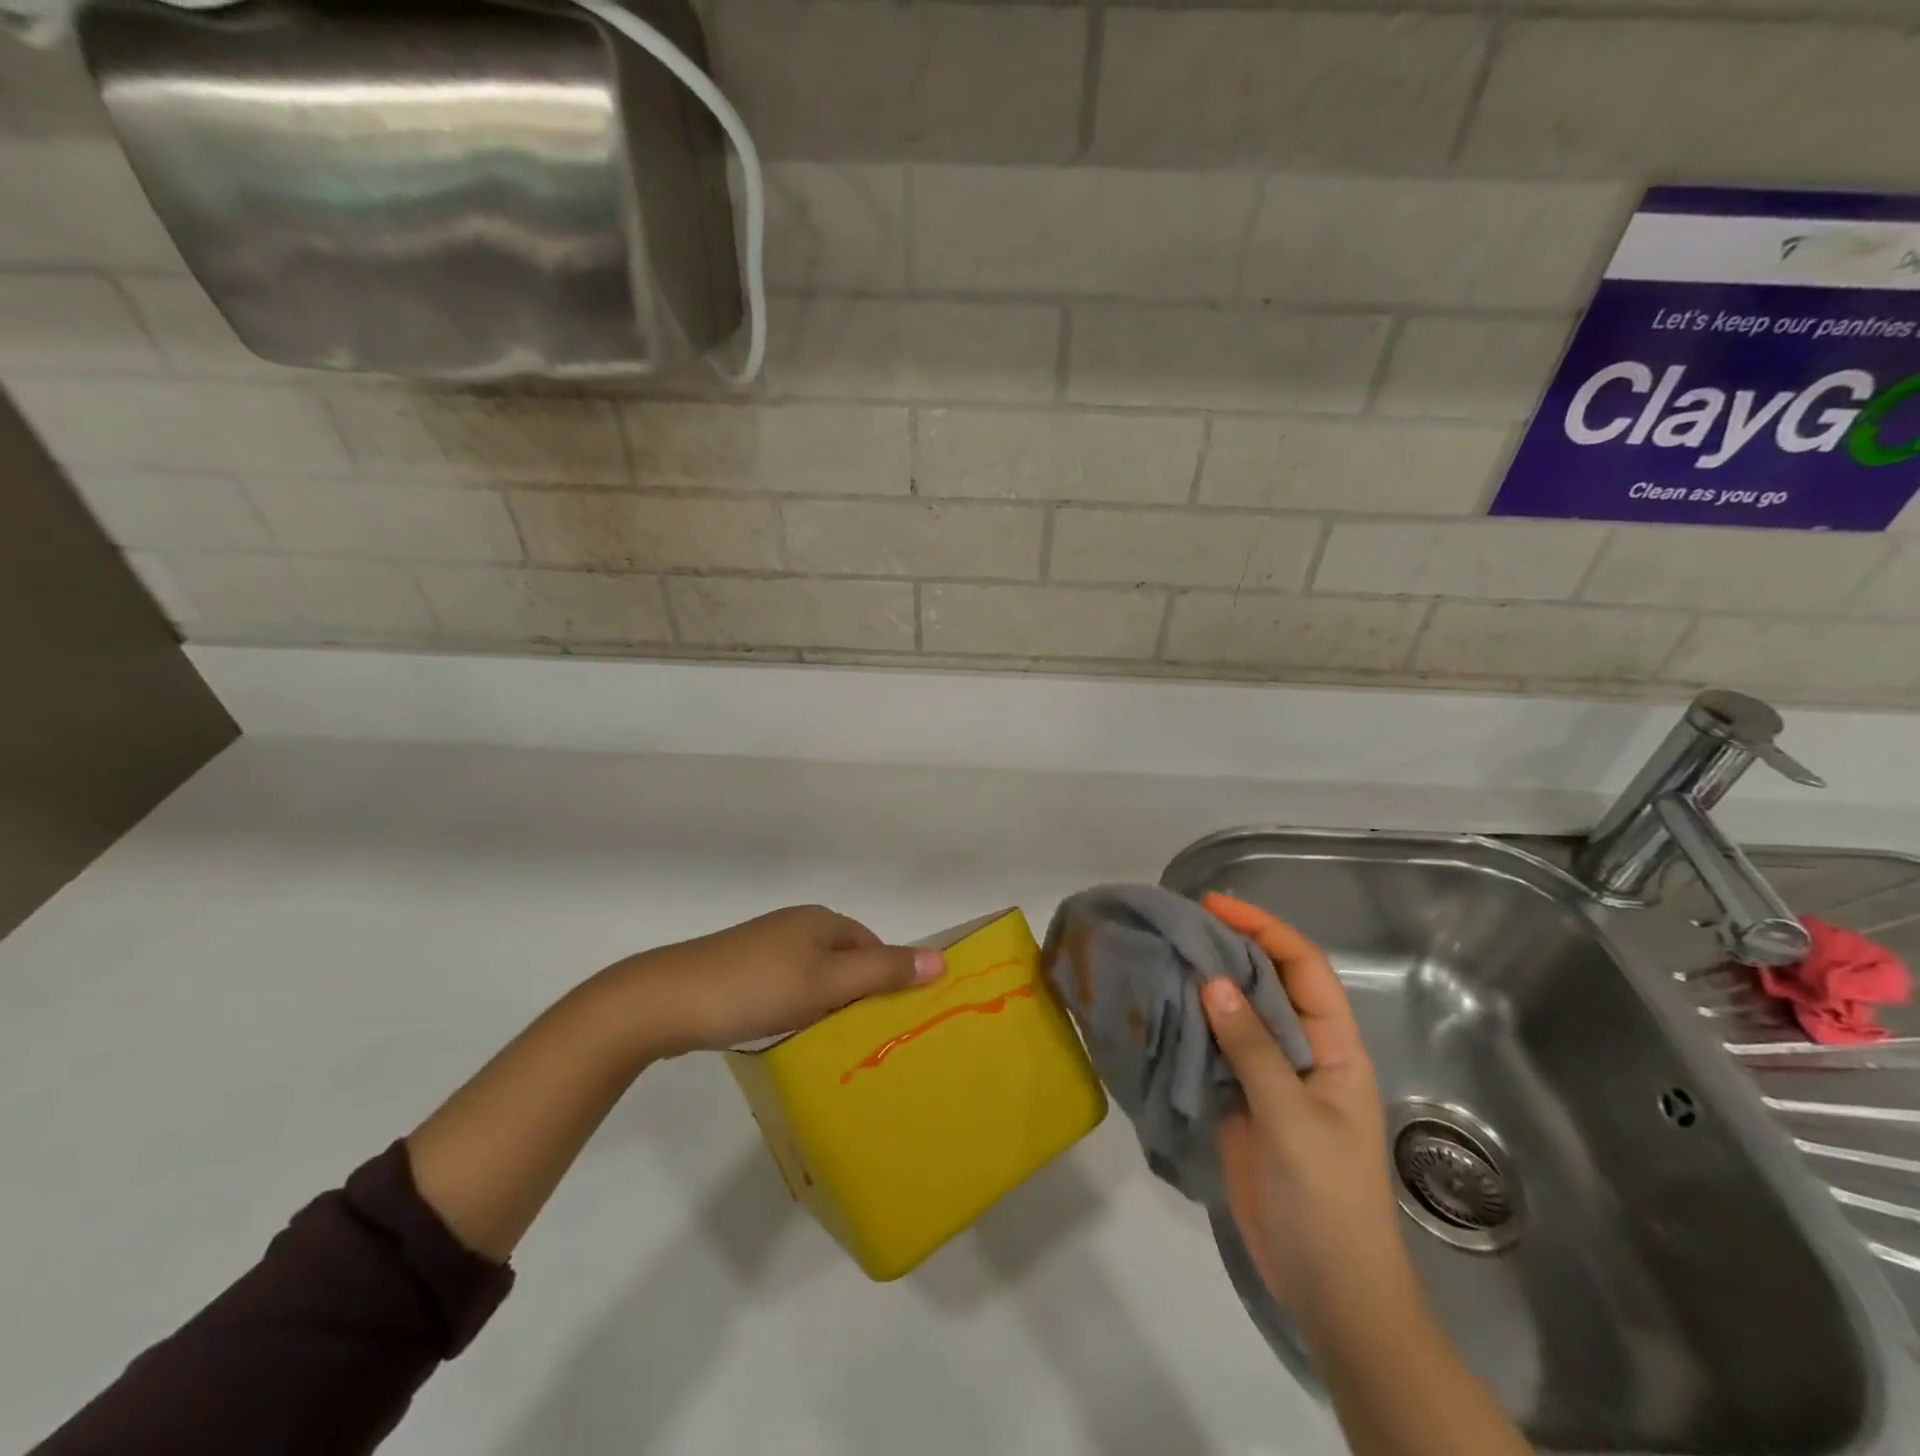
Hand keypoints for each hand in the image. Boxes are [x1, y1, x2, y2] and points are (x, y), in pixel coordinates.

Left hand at [616, 904, 943, 1056]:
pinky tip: (788, 1034)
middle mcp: (794, 926)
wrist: (665, 1000)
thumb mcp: (827, 982)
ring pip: (812, 975)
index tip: (892, 1018)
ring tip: (831, 1042)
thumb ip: (883, 971)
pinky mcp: (737, 971)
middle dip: (857, 992)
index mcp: (819, 920)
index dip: (887, 976)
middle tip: (866, 1036)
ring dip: (825, 1003)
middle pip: (843, 958)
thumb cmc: (756, 987)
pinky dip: (795, 1008)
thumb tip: (941, 959)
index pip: (871, 943)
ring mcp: (762, 948)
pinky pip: (784, 987)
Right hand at [1199, 893, 1418, 1341]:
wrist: (1328, 1289)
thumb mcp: (1293, 1119)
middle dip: (1228, 947)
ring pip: (1236, 1014)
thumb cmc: (1327, 1200)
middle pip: (1267, 982)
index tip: (1214, 906)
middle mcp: (1302, 1051)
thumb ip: (1254, 1048)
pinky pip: (1213, 1050)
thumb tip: (1213, 980)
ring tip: (1159, 954)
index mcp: (1334, 1047)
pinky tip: (1157, 1007)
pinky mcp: (1240, 1102)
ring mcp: (1269, 1077)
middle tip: (1176, 924)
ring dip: (1203, 983)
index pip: (1303, 967)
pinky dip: (1188, 1025)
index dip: (1263, 928)